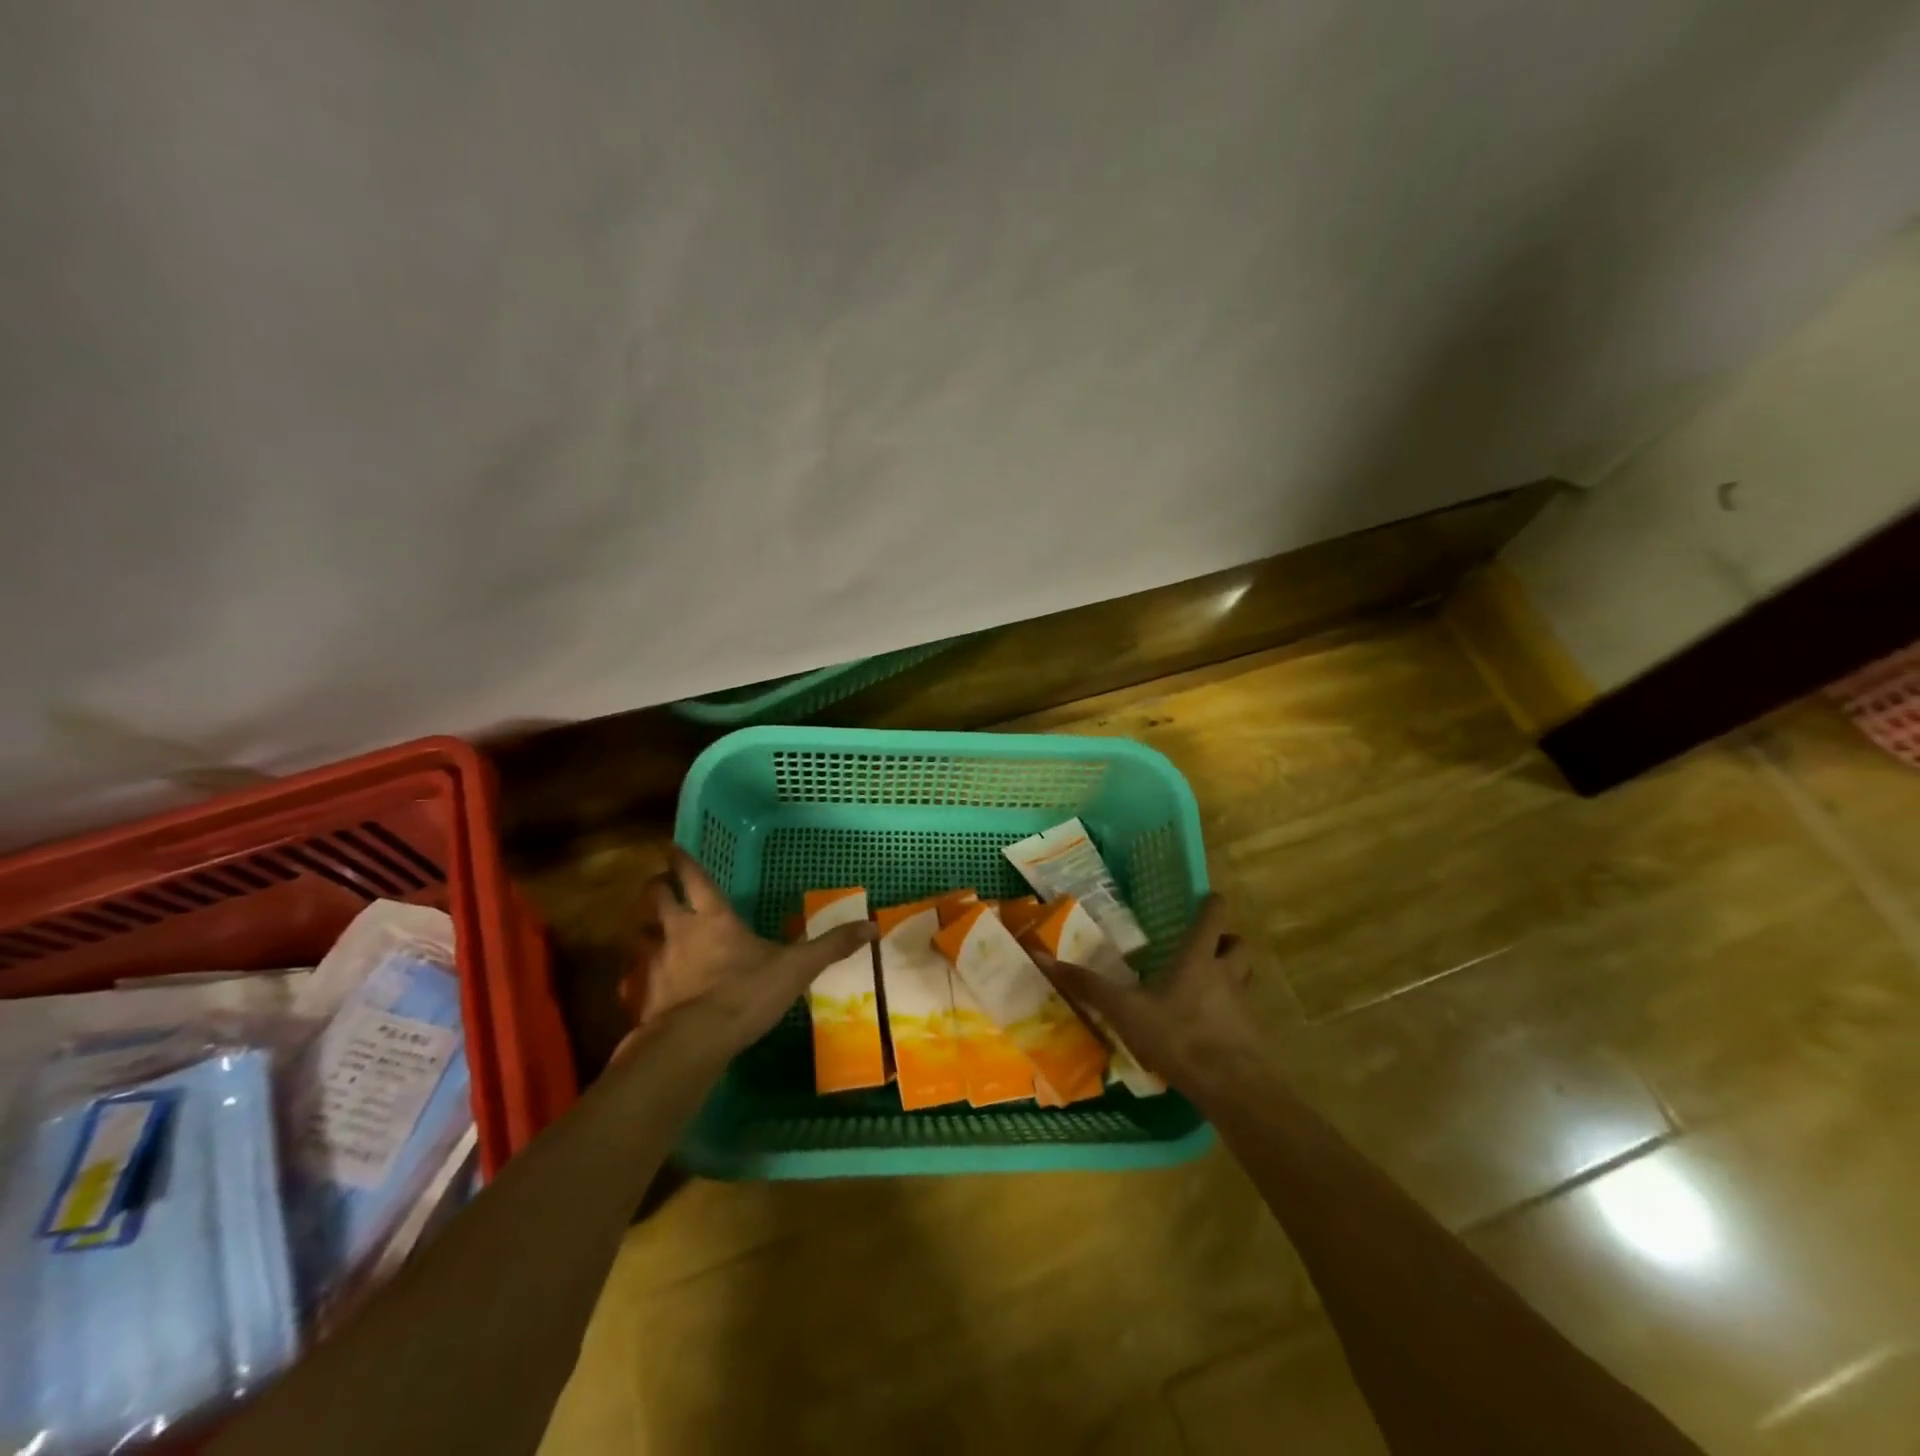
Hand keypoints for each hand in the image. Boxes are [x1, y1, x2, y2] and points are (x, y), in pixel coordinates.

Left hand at [615, 847, 876, 1059]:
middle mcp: (678, 931)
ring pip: (639, 934)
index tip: (673, 848)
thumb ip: (831, 946)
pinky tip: (643, 985)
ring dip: (644, 931)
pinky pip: (632, 978)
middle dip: (655, 887)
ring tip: (652, 935)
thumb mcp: (796, 968)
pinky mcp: (641, 994)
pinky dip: (635, 976)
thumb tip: (872, 926)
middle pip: (655, 896)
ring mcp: (654, 963)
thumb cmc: (746, 994)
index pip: (693, 876)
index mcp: (714, 917)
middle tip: (659, 886)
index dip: (683, 860)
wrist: (694, 1042)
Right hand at [1030, 893, 1272, 1098]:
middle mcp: (1226, 973)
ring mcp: (1244, 1004)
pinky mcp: (1252, 1034)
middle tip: (1202, 948)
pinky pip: (1244, 1011)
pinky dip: (1231, 1011)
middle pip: (1238, 944)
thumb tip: (1044, 958)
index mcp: (1198, 957)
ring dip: (1232, 973)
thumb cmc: (1179, 1036)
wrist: (1234, 1087)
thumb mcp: (1126, 1011)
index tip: (1202, 901)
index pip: (1214, 915)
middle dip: (1225, 941)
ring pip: (1245, 975)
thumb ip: (1089, 986)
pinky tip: (1208, 1028)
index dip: (1211, 904)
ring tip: (1205, 985)